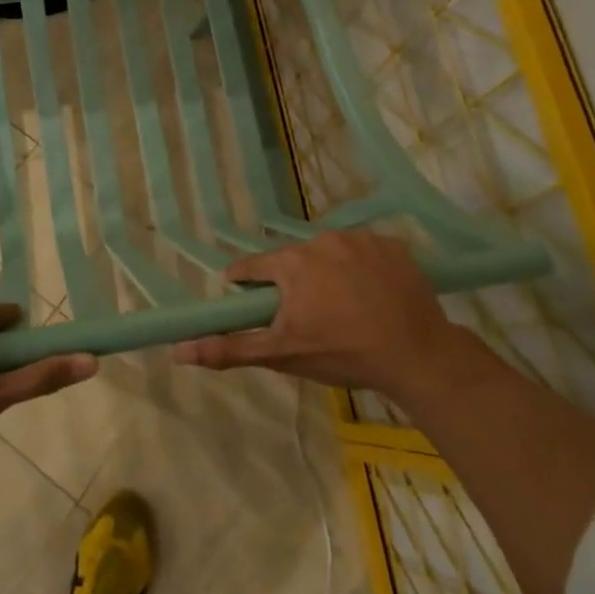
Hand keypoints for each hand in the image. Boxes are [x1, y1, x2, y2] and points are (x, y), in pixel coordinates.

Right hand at [172, 231, 470, 396]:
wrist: (416, 355)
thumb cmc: (342, 353)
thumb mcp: (282, 355)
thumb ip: (229, 348)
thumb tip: (178, 350)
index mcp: (291, 262)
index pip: (253, 267)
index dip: (244, 283)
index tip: (245, 298)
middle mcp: (321, 239)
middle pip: (292, 259)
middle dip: (291, 282)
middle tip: (304, 314)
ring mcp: (361, 238)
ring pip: (329, 253)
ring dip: (327, 273)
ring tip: (340, 306)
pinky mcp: (393, 246)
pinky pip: (365, 253)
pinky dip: (362, 269)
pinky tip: (370, 295)